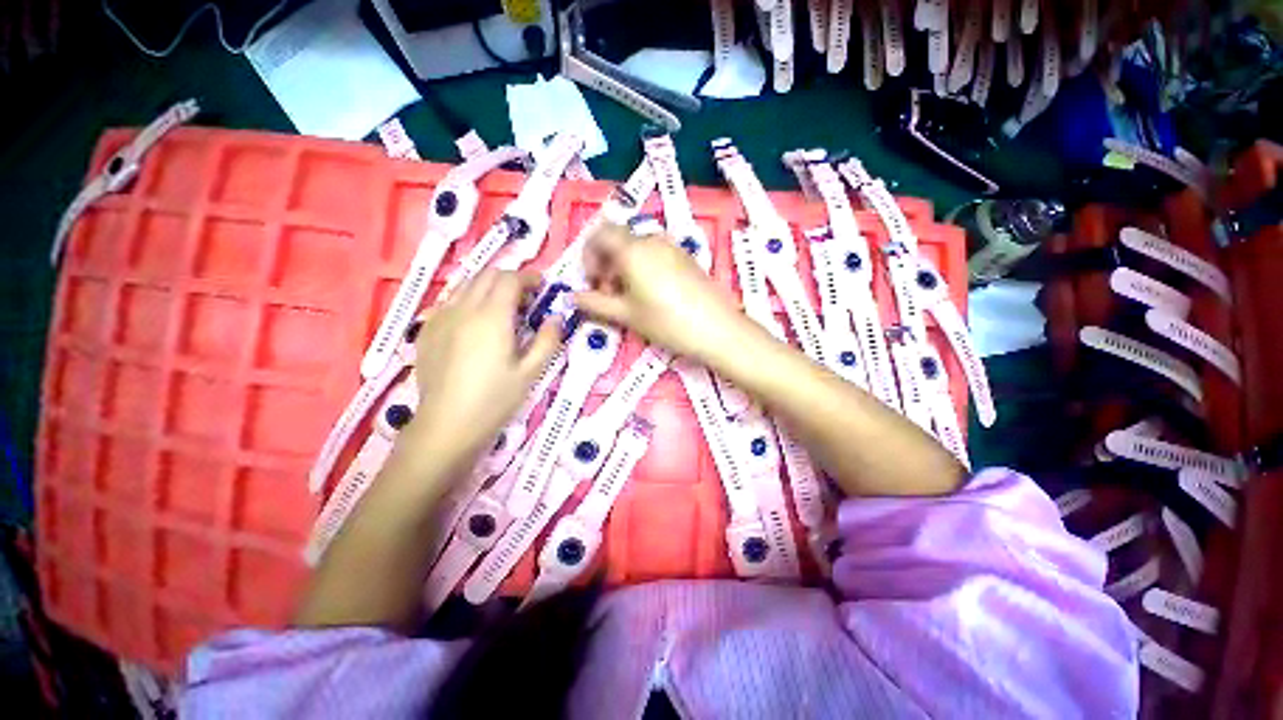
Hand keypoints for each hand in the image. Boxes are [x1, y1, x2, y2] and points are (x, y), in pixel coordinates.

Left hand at [406, 270, 561, 468]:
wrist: (446, 425)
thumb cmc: (492, 403)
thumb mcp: (528, 375)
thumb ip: (546, 342)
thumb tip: (555, 318)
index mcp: (493, 315)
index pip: (511, 278)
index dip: (528, 278)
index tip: (540, 288)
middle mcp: (465, 307)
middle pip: (487, 275)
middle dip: (507, 279)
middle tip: (521, 299)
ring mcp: (441, 317)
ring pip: (464, 285)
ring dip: (483, 287)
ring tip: (494, 309)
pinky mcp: (426, 331)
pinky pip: (446, 304)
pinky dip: (462, 303)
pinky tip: (467, 325)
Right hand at [574, 223, 754, 362]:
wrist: (717, 328)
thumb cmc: (666, 321)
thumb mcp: (625, 315)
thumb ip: (594, 303)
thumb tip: (573, 298)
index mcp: (632, 249)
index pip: (598, 235)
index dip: (588, 256)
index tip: (592, 281)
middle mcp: (650, 240)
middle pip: (617, 239)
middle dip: (605, 262)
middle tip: (607, 293)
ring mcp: (670, 246)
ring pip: (635, 247)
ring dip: (623, 265)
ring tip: (628, 298)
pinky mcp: (684, 256)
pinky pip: (653, 252)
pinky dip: (642, 266)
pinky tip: (649, 295)